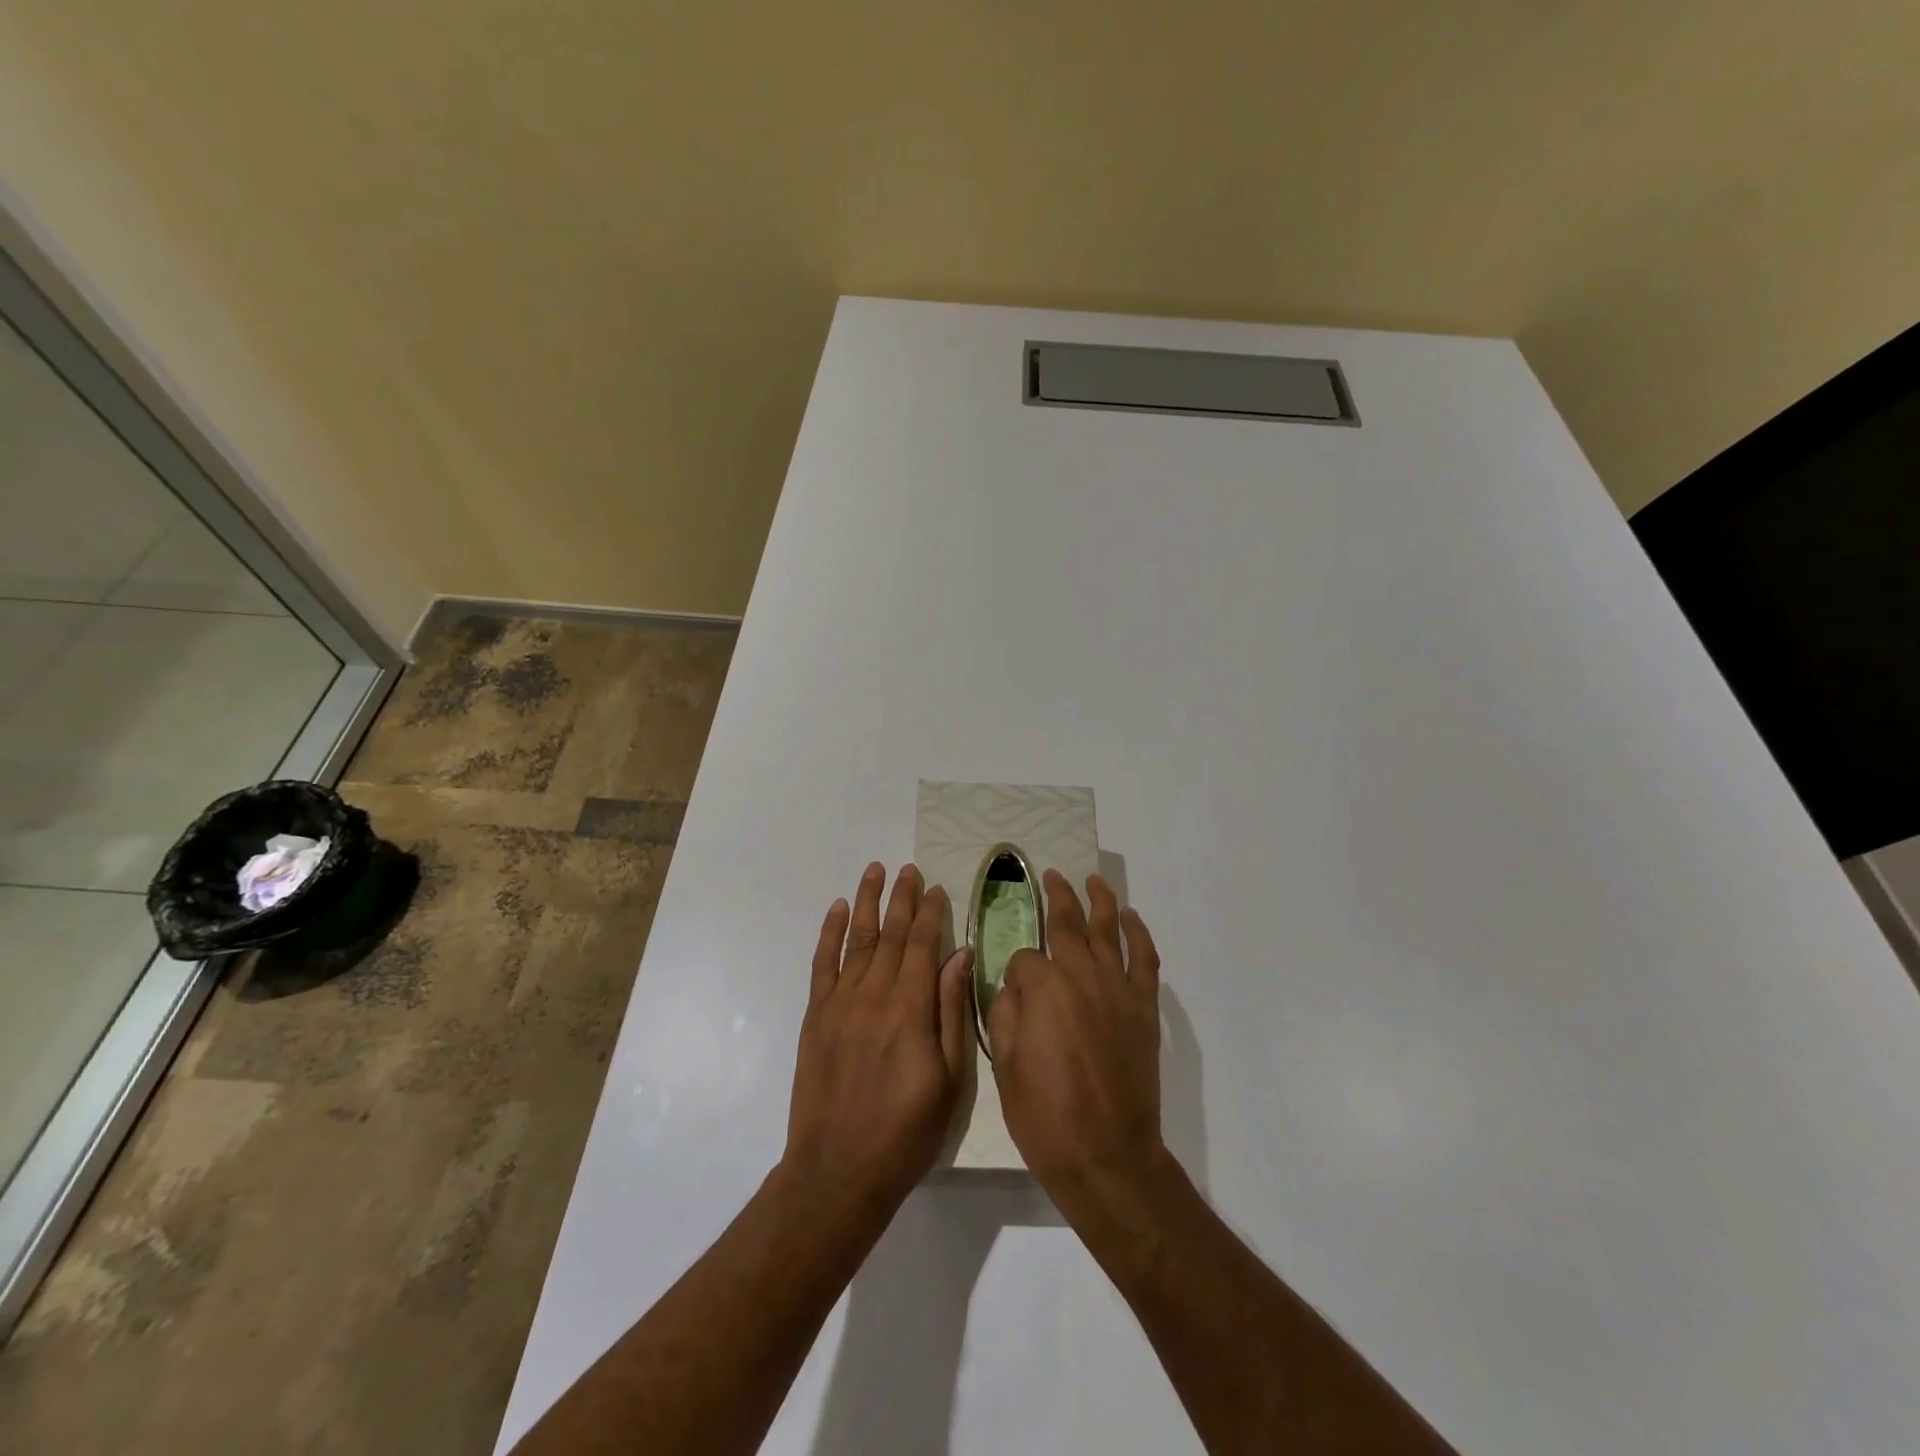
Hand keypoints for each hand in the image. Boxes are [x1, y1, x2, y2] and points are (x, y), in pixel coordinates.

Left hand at [782, 863, 973, 1211]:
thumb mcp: (949, 1078)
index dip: (931, 913)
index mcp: (910, 1009)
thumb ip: (952, 1010)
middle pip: (890, 934)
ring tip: (873, 871)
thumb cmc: (907, 1131)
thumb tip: (961, 955)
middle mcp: (873, 995)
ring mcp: (839, 1003)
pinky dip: (829, 933)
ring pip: (856, 939)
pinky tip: (836, 910)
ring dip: (866, 902)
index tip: (937, 887)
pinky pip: (822, 964)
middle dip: (901, 898)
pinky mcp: (816, 1016)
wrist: (838, 1171)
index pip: (922, 945)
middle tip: (908, 869)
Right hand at [988, 872, 1165, 1210]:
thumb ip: (1006, 1014)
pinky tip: (1131, 917)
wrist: (1107, 1156)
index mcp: (1043, 989)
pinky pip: (1145, 959)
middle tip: (1051, 877)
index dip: (1015, 971)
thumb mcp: (1004, 1066)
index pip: (1024, 958)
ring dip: (1099, 901)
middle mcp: (1081, 975)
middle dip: (1056, 897)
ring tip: (1092, 880)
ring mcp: (1118, 989)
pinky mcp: (1144, 1007)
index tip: (1014, 991)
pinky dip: (1139, 933)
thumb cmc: (1045, 1117)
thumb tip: (1015, 986)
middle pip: (1067, 924)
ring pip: (1108, 930)